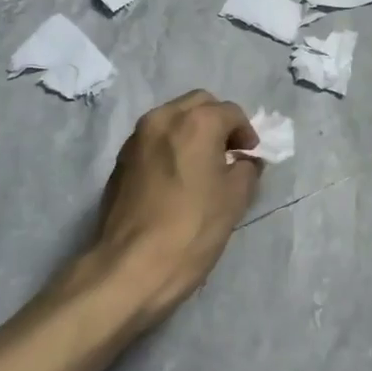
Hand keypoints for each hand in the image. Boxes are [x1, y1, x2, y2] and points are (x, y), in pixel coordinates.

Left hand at [93, 91, 262, 325]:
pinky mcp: (120, 160)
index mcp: (195, 122)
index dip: (247, 133)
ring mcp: (136, 138)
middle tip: (229, 155)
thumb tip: (245, 161)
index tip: (251, 158)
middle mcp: (162, 119)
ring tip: (203, 167)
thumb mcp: (235, 200)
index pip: (231, 112)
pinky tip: (178, 179)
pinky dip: (171, 147)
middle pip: (199, 104)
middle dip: (218, 123)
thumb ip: (247, 169)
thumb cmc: (192, 229)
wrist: (131, 266)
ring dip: (192, 133)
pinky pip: (154, 140)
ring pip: (173, 119)